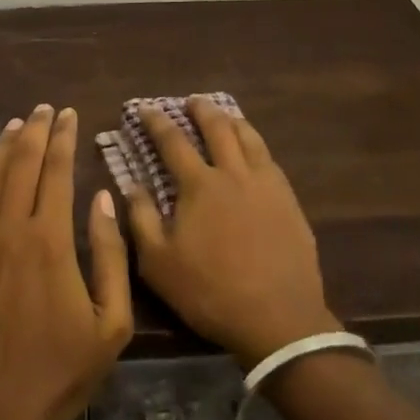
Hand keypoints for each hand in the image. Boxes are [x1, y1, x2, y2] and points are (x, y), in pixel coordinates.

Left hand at [0, 105, 132, 419]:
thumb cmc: (62, 373)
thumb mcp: (112, 322)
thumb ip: (109, 255)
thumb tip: (101, 198)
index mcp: (51, 241)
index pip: (57, 172)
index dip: (63, 138)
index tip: (68, 114)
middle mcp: (11, 231)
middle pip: (22, 166)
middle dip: (35, 132)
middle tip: (44, 109)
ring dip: (3, 146)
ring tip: (15, 123)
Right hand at [122, 96, 337, 368]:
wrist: (278, 318)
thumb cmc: (211, 292)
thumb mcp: (159, 264)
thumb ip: (141, 219)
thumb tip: (131, 184)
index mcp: (200, 185)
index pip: (173, 141)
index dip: (156, 121)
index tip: (144, 108)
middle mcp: (233, 173)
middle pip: (217, 128)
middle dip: (201, 110)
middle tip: (191, 101)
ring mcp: (265, 183)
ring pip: (248, 137)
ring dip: (232, 120)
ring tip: (224, 114)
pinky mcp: (288, 199)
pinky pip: (269, 158)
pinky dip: (255, 143)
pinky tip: (254, 150)